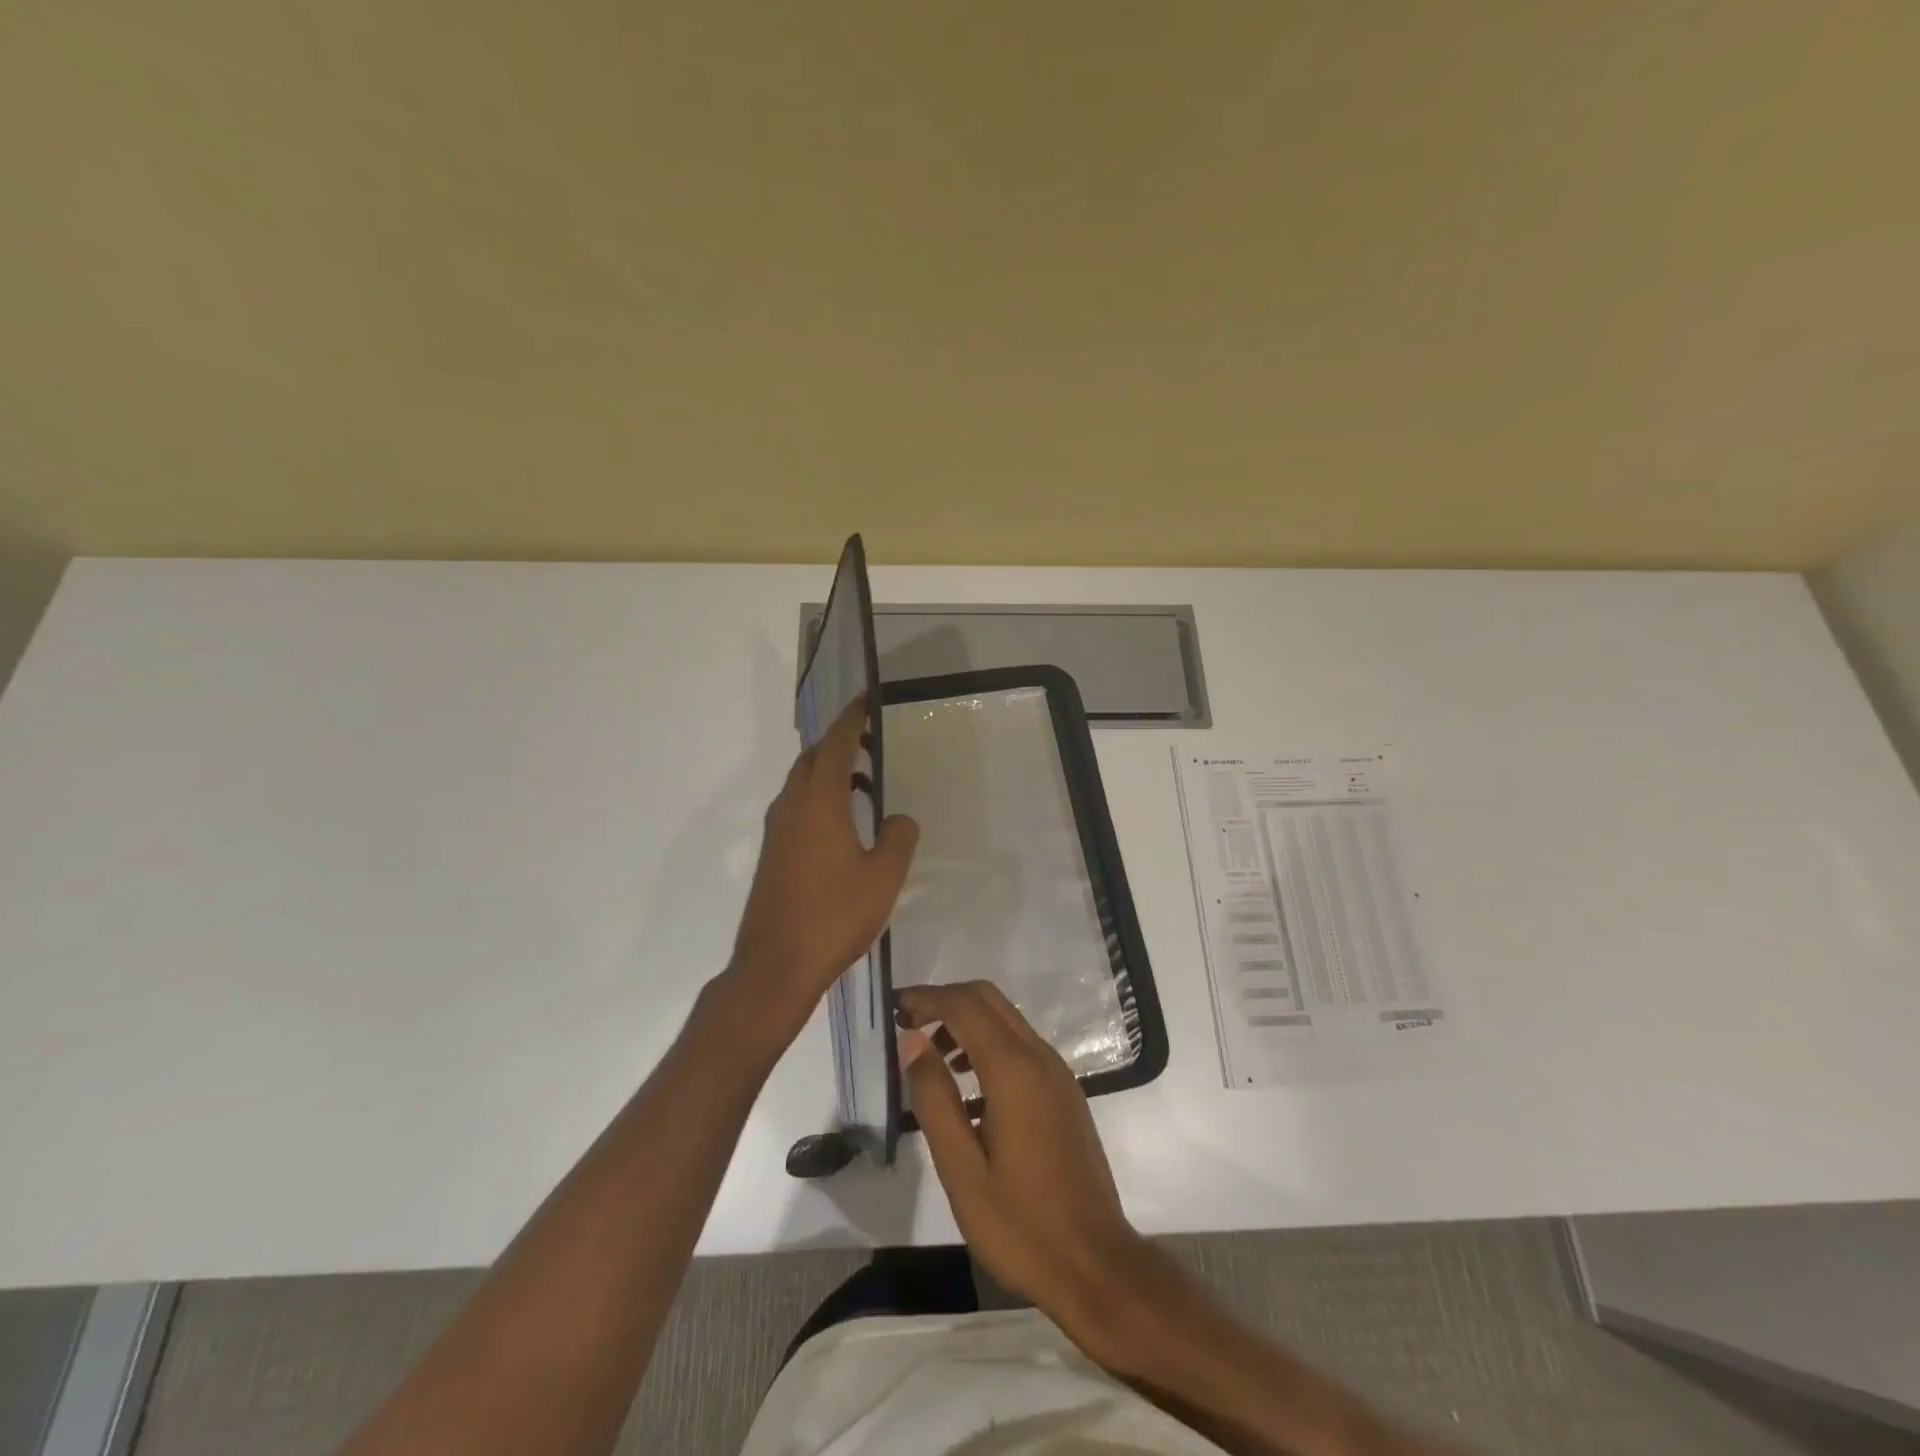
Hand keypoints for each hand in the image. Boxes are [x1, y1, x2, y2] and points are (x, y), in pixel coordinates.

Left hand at [723, 694, 918, 1048]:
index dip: (851, 719)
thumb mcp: (883, 876)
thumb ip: (898, 838)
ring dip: (827, 772)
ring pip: (800, 784)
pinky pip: (796, 808)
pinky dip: (819, 798)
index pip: (835, 745)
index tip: (865, 699)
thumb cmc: (834, 916)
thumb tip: (898, 820)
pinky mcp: (772, 856)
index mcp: (818, 802)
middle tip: (868, 741)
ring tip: (861, 781)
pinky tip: (840, 824)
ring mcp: (777, 832)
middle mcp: (791, 808)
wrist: (775, 966)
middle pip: (811, 759)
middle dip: (837, 743)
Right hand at [897, 980, 1149, 1356]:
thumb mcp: (962, 1170)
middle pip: (988, 999)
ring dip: (967, 1020)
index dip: (927, 998)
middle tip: (908, 1023)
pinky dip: (988, 1043)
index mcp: (1014, 1070)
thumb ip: (934, 1099)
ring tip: (931, 1055)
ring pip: (1006, 1019)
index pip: (965, 1006)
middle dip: (945, 1000)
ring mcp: (1057, 1072)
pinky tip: (967, 1086)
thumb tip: (913, 1041)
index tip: (894, 1007)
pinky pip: (1021, 1045)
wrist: (1095, 1265)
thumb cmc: (1021, 1225)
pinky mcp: (1064, 1091)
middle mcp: (1040, 1057)